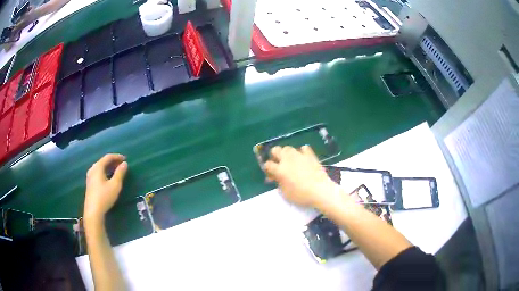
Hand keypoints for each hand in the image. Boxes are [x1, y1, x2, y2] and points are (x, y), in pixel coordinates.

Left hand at [84, 154, 127, 222]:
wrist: (93, 211)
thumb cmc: (104, 196)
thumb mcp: (115, 185)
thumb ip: (120, 173)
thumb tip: (124, 164)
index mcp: (98, 167)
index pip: (108, 157)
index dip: (117, 156)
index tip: (126, 159)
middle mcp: (92, 169)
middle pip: (103, 161)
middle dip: (113, 162)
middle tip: (122, 165)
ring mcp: (90, 176)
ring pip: (101, 167)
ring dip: (109, 167)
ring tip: (117, 171)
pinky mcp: (90, 183)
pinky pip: (99, 173)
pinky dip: (105, 172)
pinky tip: (110, 178)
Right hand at [264, 145, 339, 207]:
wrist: (320, 191)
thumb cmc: (301, 195)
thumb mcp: (286, 194)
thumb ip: (279, 184)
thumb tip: (275, 178)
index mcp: (280, 170)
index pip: (268, 164)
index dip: (267, 168)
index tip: (270, 173)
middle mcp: (287, 159)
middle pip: (276, 150)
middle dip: (274, 155)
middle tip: (278, 163)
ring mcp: (299, 156)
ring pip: (288, 148)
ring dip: (287, 153)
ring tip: (290, 160)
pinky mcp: (310, 155)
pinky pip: (304, 148)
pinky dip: (302, 152)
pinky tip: (303, 158)